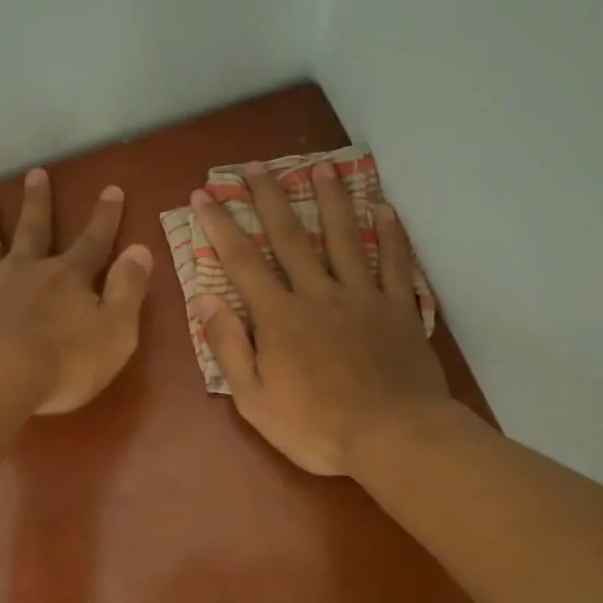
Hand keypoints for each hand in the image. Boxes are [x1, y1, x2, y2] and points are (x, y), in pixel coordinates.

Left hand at [0, 167, 152, 413]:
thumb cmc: (62, 364)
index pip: (93, 242)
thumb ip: (129, 290)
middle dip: (38, 203)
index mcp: (67, 279)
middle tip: (36, 174)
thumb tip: (141, 250)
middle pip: (34, 230)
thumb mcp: (116, 332)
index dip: (105, 217)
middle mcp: (23, 270)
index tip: (111, 189)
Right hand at [192, 160, 447, 474]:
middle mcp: (318, 294)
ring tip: (321, 167)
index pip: (242, 261)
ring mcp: (362, 297)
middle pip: (290, 237)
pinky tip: (384, 208)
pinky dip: (390, 235)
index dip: (220, 225)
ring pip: (344, 238)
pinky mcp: (398, 308)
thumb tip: (206, 300)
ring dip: (331, 200)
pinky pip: (394, 264)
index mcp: (279, 317)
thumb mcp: (253, 399)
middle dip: (269, 198)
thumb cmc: (315, 426)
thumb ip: (229, 347)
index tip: (204, 194)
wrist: (392, 437)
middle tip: (255, 165)